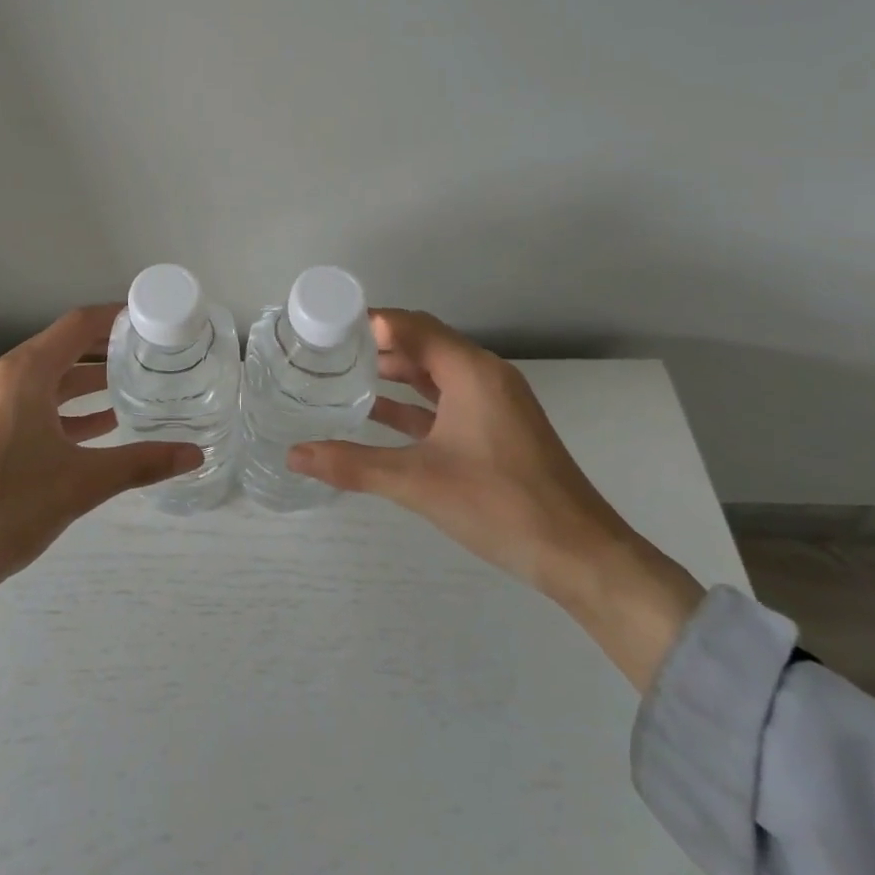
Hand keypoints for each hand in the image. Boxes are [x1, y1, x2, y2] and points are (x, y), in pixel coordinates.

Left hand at [0, 305, 201, 650]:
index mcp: (21, 374)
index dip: (116, 318)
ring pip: (44, 378)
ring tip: (132, 387)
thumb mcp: (80, 485)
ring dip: (84, 382)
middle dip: (105, 351)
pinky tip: (97, 425)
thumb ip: (141, 463)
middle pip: (61, 348)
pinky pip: (27, 403)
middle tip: (151, 356)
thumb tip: (195, 454)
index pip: (77, 326)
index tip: (151, 320)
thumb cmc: (7, 510)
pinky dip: (61, 408)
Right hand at [287, 310, 704, 690]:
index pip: (411, 325)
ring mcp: (493, 403)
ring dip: (392, 372)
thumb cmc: (501, 505)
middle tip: (325, 350)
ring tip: (341, 375)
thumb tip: (294, 454)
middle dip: (374, 344)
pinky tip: (375, 414)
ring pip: (433, 373)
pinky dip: (411, 402)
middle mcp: (484, 376)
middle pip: (421, 343)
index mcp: (471, 372)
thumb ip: (353, 465)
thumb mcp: (418, 483)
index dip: (367, 320)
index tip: (324, 325)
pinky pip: (445, 401)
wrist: (580, 555)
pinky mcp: (495, 429)